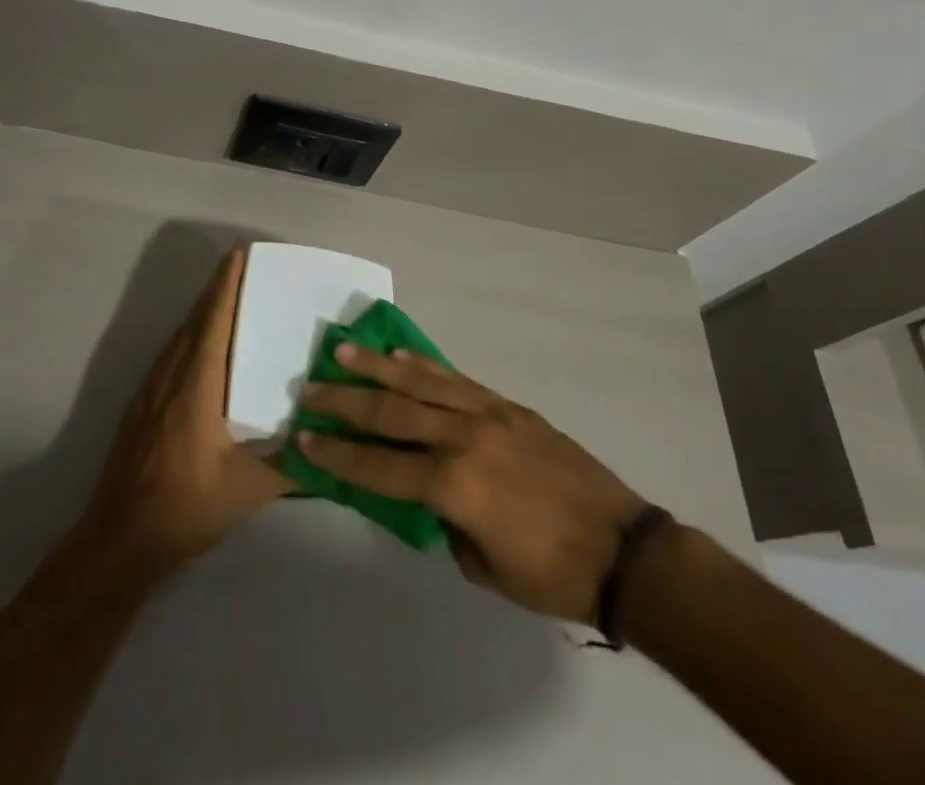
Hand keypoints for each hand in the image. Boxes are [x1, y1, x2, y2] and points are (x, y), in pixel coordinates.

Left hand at [83, 246, 293, 572]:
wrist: (118, 540)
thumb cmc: (185, 508)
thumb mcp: (247, 491)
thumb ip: (291, 467)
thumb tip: (331, 446)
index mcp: (196, 386)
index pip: (213, 321)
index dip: (226, 284)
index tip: (239, 253)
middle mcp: (170, 376)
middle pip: (195, 320)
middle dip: (218, 289)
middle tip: (246, 268)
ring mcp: (151, 390)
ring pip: (180, 336)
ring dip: (204, 312)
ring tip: (233, 299)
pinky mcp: (142, 406)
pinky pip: (171, 355)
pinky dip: (192, 336)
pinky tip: (206, 350)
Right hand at [297, 346, 647, 622]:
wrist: (621, 547)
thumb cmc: (549, 573)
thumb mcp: (481, 565)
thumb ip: (443, 521)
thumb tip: (422, 492)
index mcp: (454, 485)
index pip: (380, 465)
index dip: (337, 454)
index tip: (303, 438)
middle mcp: (463, 438)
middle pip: (391, 412)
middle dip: (345, 401)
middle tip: (309, 389)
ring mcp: (487, 413)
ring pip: (420, 381)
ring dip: (377, 366)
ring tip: (343, 351)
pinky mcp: (506, 404)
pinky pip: (456, 377)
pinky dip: (423, 364)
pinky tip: (400, 353)